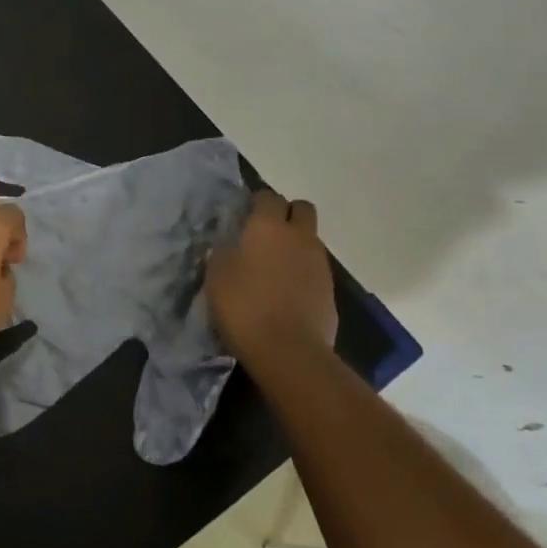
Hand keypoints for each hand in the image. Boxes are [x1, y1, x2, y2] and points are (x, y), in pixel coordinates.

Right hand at [205, 190, 337, 357]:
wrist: (288, 350)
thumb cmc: (244, 306)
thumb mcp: (217, 276)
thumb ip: (223, 252)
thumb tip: (228, 244)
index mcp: (268, 227)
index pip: (268, 196)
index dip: (256, 202)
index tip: (243, 215)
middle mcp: (299, 237)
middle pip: (301, 209)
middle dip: (286, 214)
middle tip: (264, 234)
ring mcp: (319, 263)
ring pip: (310, 239)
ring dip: (294, 245)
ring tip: (272, 268)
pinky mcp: (329, 290)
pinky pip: (315, 268)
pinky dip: (302, 272)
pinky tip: (285, 292)